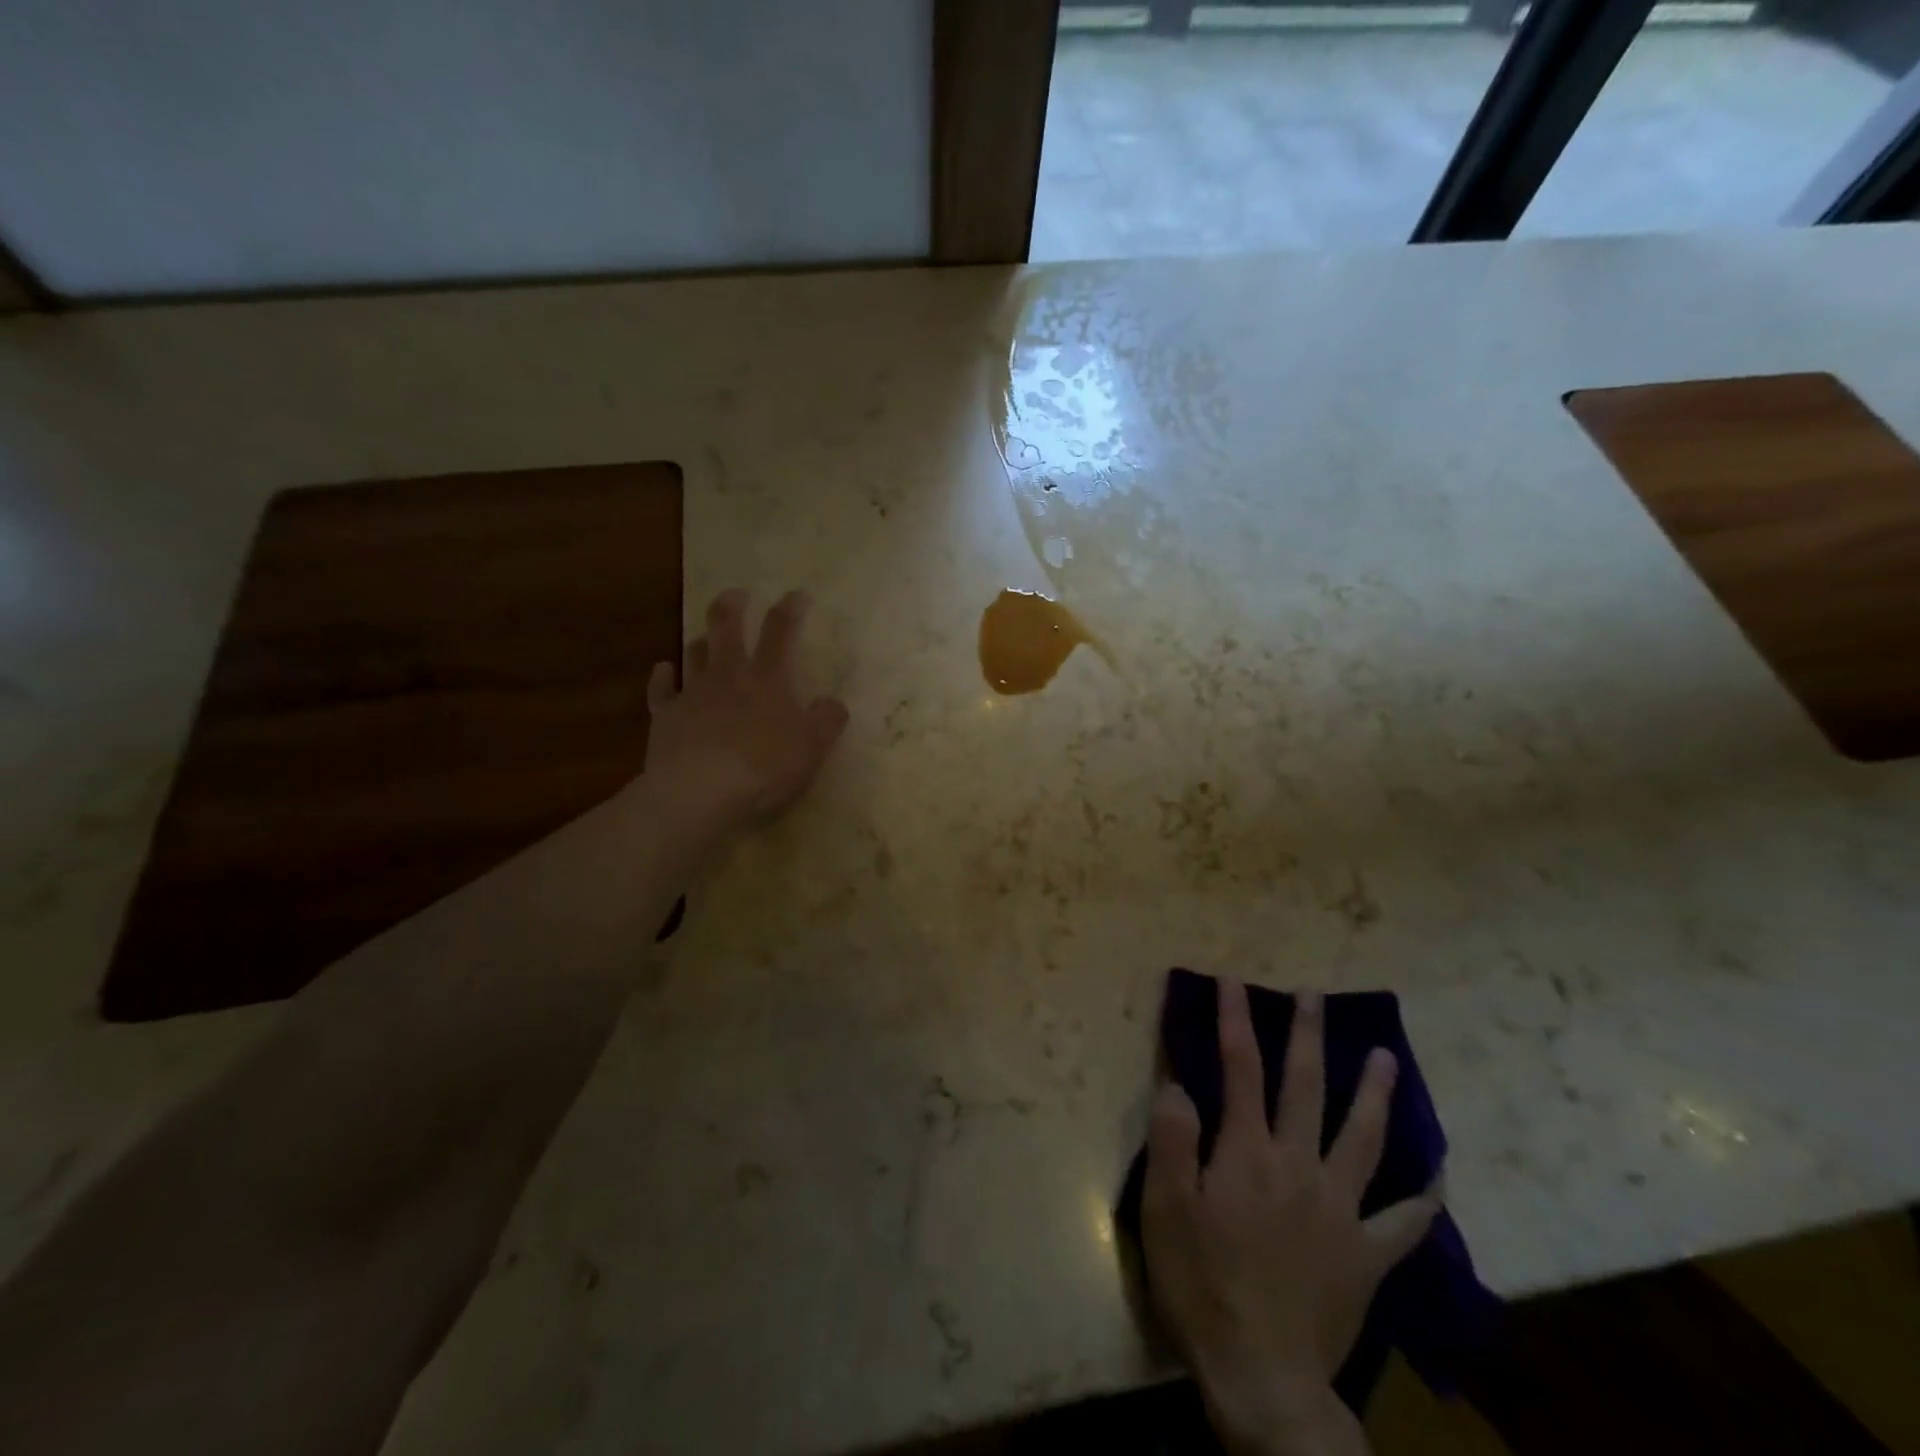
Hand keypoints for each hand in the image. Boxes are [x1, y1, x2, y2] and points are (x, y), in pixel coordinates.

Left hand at [641, 588, 848, 837]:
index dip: (789, 609)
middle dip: (732, 606)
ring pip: (694, 653)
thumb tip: (833, 702)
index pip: (780, 632)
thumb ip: (827, 721)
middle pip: (727, 628)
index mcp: (768, 679)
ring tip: (707, 636)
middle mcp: (728, 675)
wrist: (700, 791)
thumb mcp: (812, 748)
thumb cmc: (763, 767)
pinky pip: (661, 689)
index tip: (797, 594)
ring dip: (702, 640)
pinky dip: (663, 676)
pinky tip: (664, 670)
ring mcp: (693, 693)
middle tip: (737, 594)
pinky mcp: (665, 716)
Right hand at [1141, 983, 1442, 1455]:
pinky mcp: (1367, 1255)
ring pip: (1364, 1138)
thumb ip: (1173, 1140)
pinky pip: (1405, 1221)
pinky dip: (1424, 1194)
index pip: (1240, 1068)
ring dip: (1374, 1093)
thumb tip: (1180, 1084)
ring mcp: (1341, 1210)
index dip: (1234, 1019)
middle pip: (1306, 1087)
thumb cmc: (1203, 1285)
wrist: (1264, 1378)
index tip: (1232, 981)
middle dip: (1307, 1035)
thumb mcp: (1166, 1209)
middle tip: (1313, 995)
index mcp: (1248, 1152)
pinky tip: (1437, 1173)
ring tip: (1385, 1057)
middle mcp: (1299, 1166)